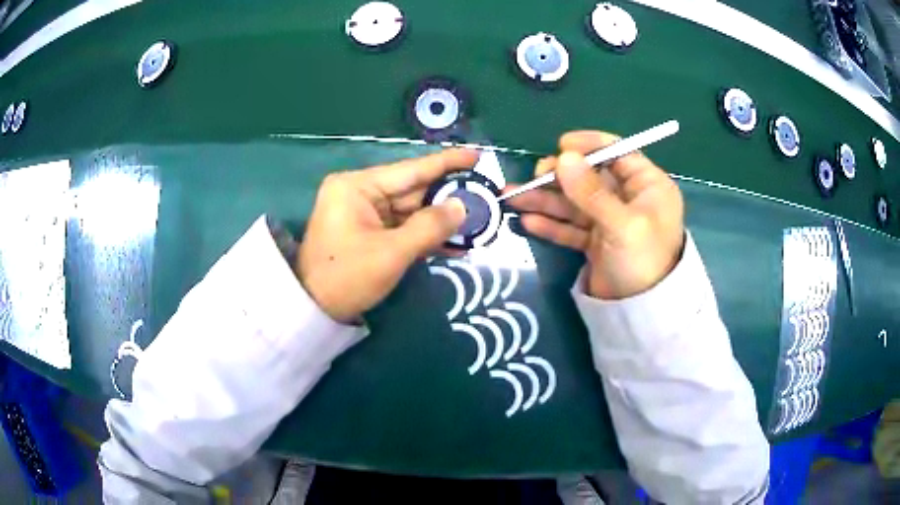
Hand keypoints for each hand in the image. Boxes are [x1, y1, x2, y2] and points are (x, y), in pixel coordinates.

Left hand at [297, 149, 476, 321]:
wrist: (313, 310)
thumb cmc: (346, 277)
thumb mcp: (390, 254)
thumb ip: (429, 227)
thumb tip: (462, 206)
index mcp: (358, 186)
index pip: (411, 169)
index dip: (447, 163)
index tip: (478, 155)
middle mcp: (361, 193)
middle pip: (413, 190)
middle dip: (448, 197)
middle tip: (486, 197)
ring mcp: (365, 213)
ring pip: (412, 211)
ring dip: (441, 220)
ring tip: (479, 222)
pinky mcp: (369, 233)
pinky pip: (403, 228)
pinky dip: (426, 236)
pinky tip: (455, 241)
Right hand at [506, 131, 684, 299]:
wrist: (640, 315)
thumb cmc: (643, 262)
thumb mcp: (621, 224)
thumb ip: (591, 192)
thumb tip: (562, 158)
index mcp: (648, 186)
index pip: (618, 153)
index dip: (589, 146)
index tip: (561, 146)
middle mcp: (629, 199)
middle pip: (590, 178)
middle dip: (560, 177)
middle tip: (534, 177)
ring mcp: (610, 221)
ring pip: (575, 203)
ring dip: (546, 200)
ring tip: (513, 197)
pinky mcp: (596, 242)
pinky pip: (571, 227)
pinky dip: (551, 224)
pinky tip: (528, 221)